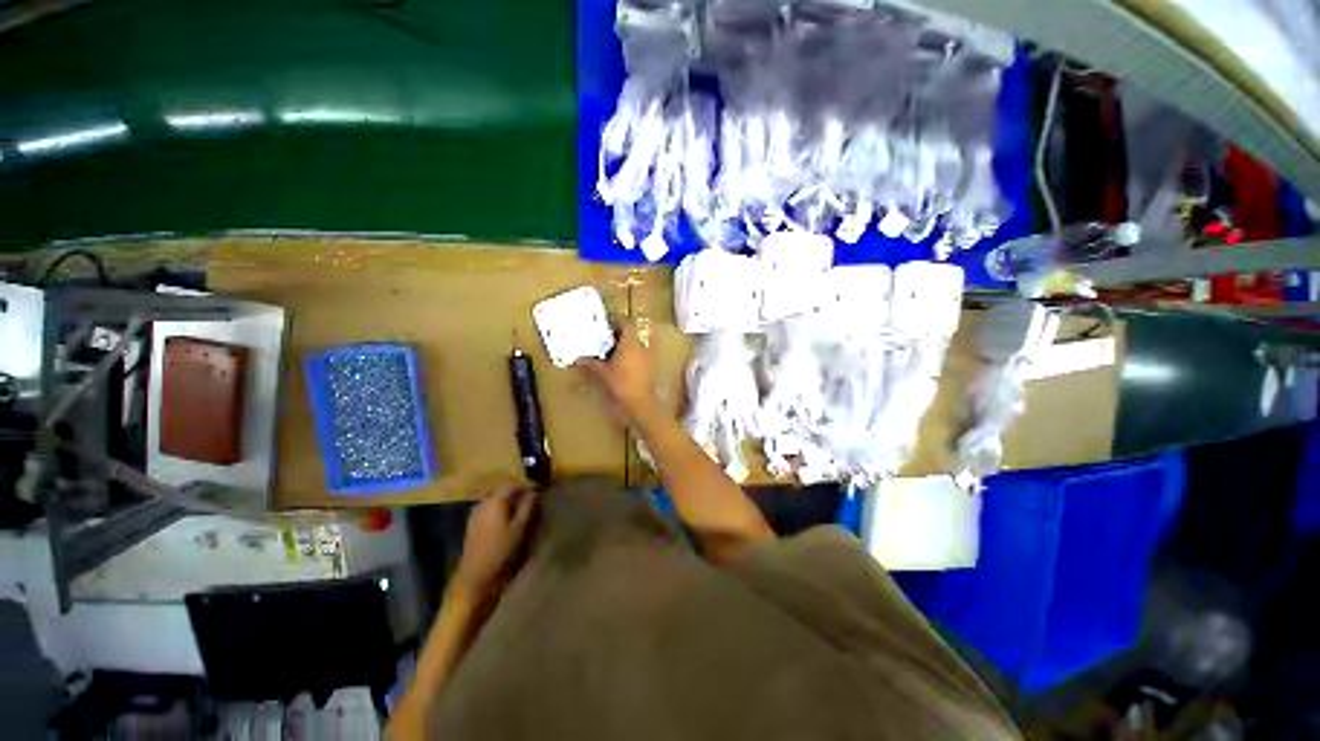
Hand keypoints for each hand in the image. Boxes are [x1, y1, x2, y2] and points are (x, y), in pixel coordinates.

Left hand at [451, 489, 536, 601]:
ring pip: (495, 502)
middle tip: (530, 506)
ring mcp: (475, 514)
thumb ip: (527, 507)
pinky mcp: (472, 526)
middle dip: (516, 497)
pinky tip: (506, 524)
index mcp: (495, 501)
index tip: (536, 496)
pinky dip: (498, 513)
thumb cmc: (501, 551)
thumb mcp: (520, 528)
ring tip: (520, 516)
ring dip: (507, 506)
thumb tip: (533, 492)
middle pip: (502, 493)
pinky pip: (488, 512)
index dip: (525, 488)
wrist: (476, 577)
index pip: (512, 485)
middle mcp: (483, 503)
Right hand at [576, 324, 655, 421]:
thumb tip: (577, 360)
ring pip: (637, 342)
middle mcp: (641, 347)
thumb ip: (590, 364)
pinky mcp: (649, 367)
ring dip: (627, 342)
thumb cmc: (621, 385)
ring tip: (612, 347)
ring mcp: (648, 357)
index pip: (626, 323)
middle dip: (620, 332)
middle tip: (606, 334)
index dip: (616, 320)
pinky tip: (621, 361)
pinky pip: (640, 354)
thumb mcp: (602, 373)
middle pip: (633, 332)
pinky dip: (632, 353)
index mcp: (630, 343)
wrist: (640, 404)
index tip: (605, 321)